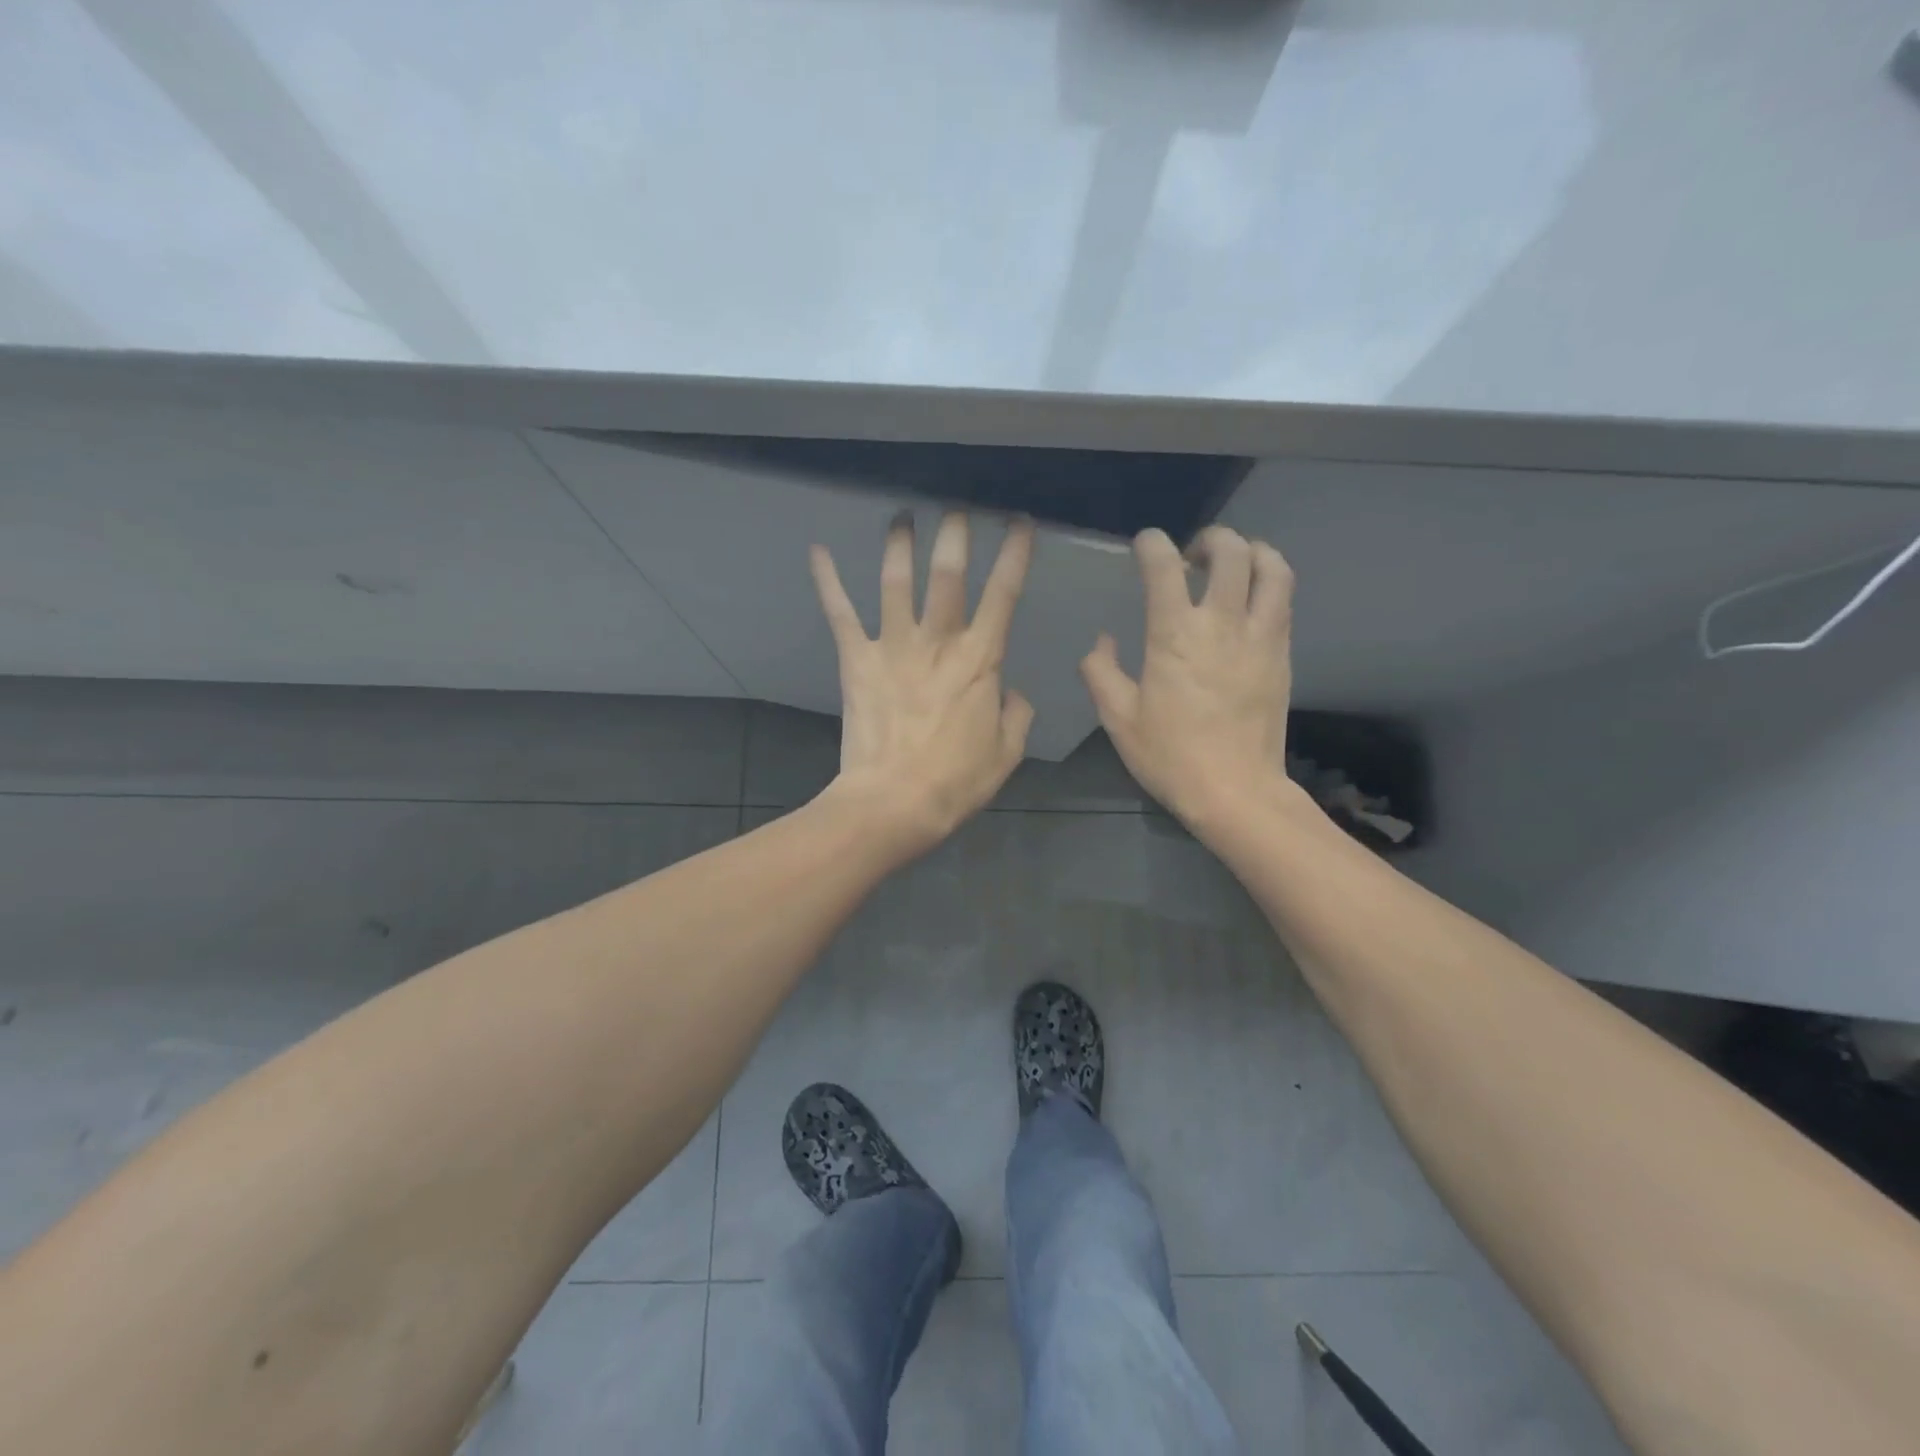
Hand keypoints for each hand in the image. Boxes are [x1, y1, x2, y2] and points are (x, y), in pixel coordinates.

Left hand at [811, 511, 1035, 854]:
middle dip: (955, 534)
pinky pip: (841, 614)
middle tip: (956, 510)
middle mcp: (937, 642)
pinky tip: (817, 550)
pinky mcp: (857, 661)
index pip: (1004, 593)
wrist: (894, 804)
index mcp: (980, 660)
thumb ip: (1015, 715)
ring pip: (896, 582)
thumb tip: (1010, 692)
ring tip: (902, 516)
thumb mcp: (1006, 753)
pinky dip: (827, 581)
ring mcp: (892, 647)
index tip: (1019, 522)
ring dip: (899, 544)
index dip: (1015, 553)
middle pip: (947, 574)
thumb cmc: (956, 782)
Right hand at [1080, 525, 1295, 828]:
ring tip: (1235, 564)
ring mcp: (1260, 637)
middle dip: (1211, 540)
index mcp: (1175, 635)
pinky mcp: (1282, 655)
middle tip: (1193, 556)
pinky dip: (1269, 585)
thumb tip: (1103, 641)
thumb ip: (1101, 671)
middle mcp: (1222, 624)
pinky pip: (1283, 602)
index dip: (1153, 544)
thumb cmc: (1170, 755)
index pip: (1165, 566)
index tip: (1145, 546)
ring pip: (1272, 569)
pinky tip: (1250, 602)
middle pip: (1231, 552)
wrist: (1235, 791)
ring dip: (1252, 552)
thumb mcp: (1118, 718)